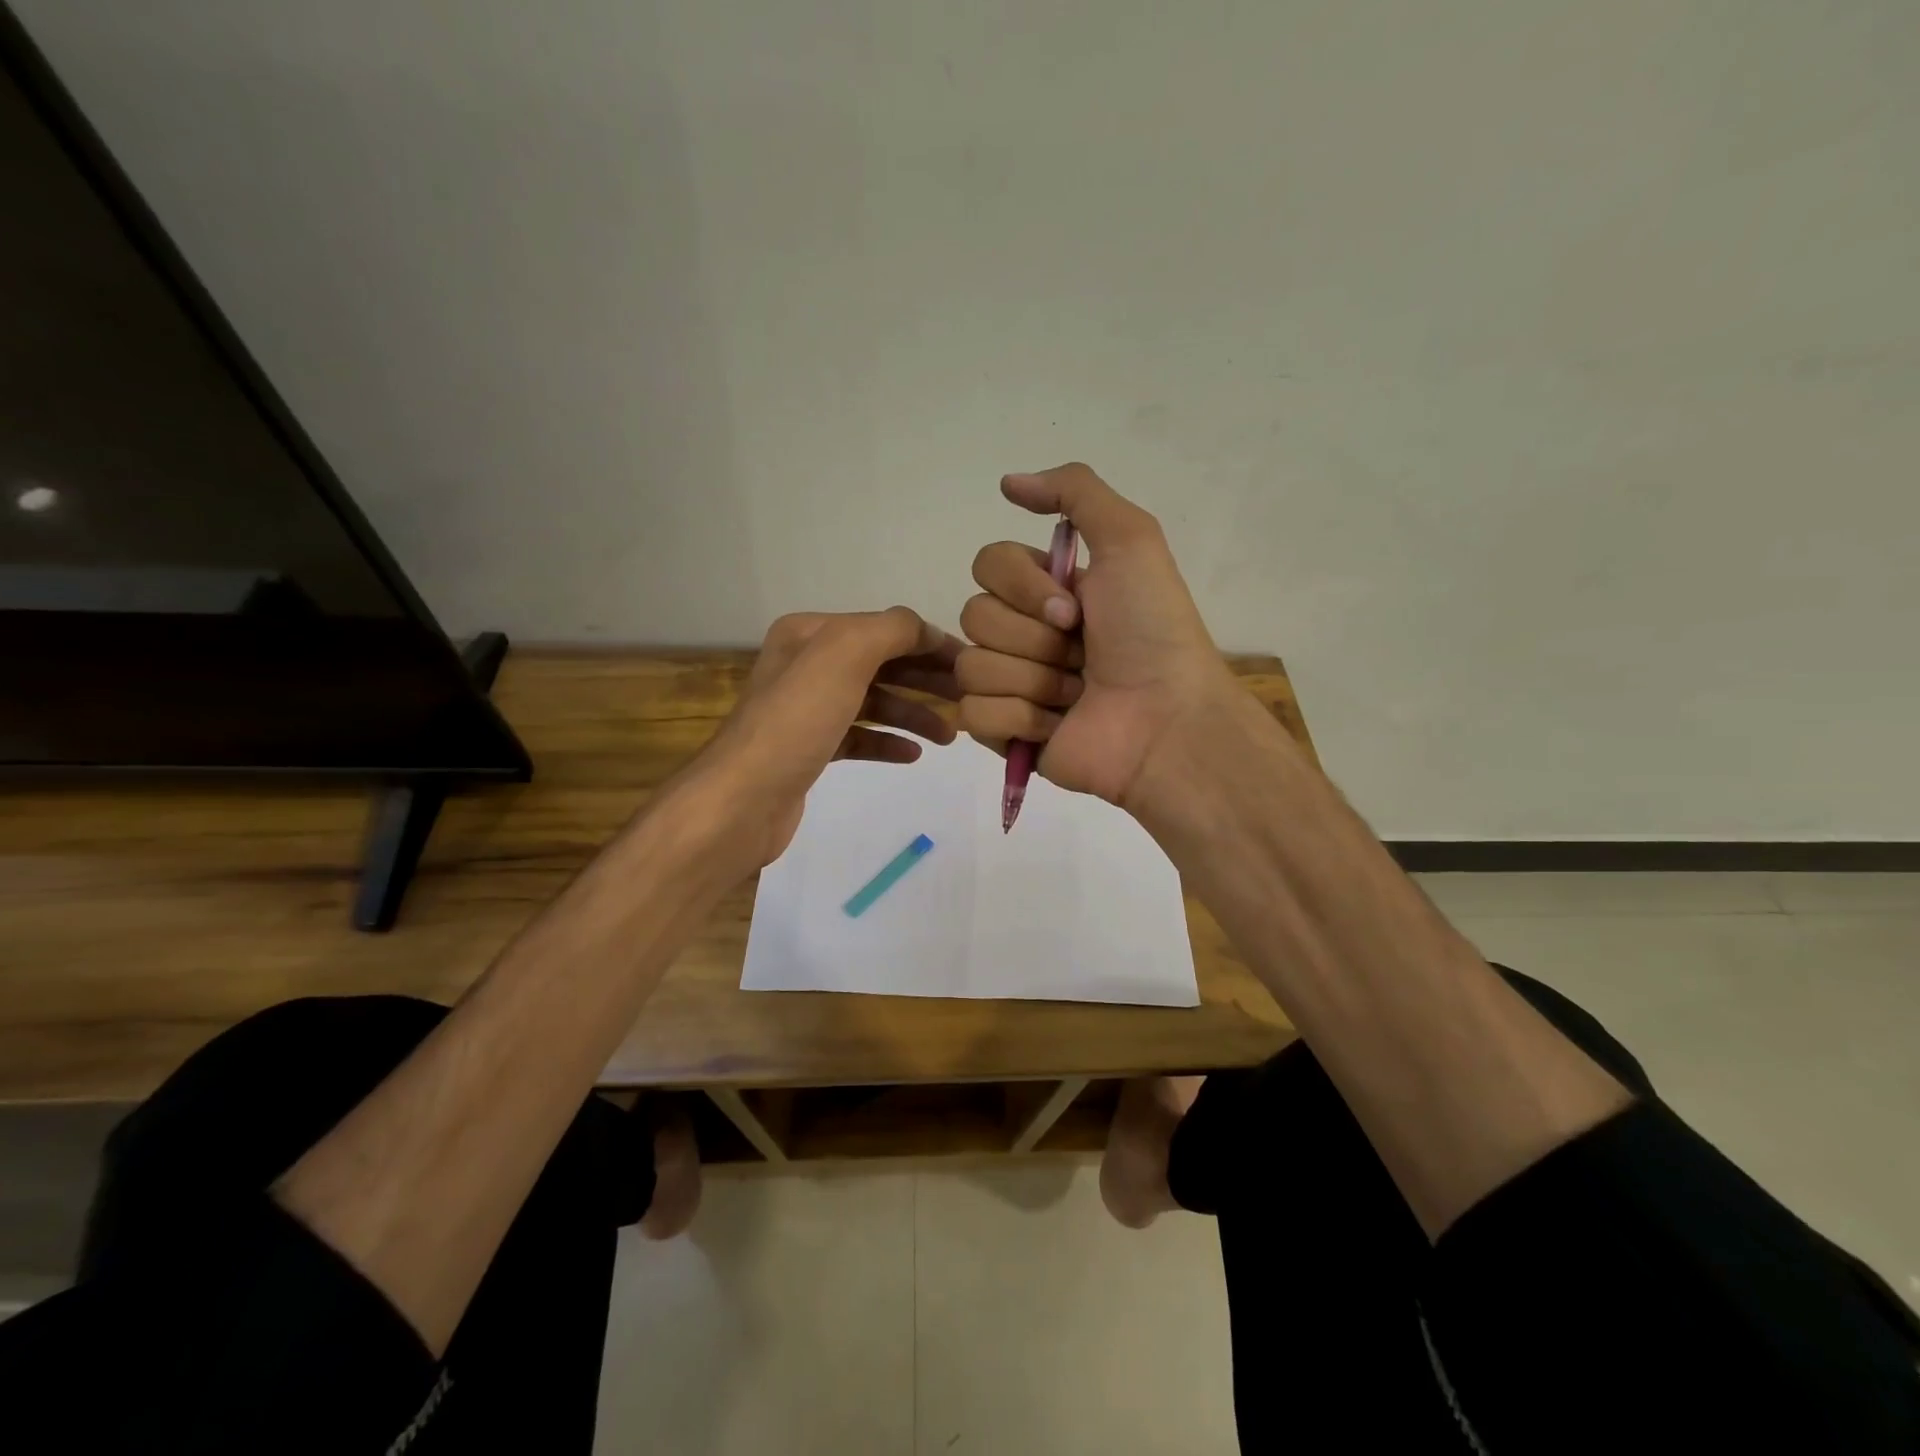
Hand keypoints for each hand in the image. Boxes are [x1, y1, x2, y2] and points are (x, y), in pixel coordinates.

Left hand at [692, 607, 960, 869]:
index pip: (884, 628)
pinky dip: (887, 742)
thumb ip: (892, 629)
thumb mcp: (845, 654)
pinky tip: (913, 754)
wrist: (744, 798)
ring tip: (951, 736)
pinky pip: (859, 737)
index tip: (972, 666)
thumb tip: (924, 631)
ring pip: (873, 703)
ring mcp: (806, 710)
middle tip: (968, 699)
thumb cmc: (797, 719)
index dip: (929, 644)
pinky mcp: (809, 750)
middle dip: (926, 680)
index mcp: (810, 634)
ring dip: (913, 714)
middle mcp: (806, 665)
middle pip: (881, 665)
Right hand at [957, 463, 1241, 813]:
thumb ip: (1075, 493)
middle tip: (1080, 656)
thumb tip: (1007, 482)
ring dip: (1032, 679)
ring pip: (971, 666)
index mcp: (1046, 590)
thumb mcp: (1131, 540)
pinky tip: (1057, 725)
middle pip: (974, 615)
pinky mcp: (1003, 733)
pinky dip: (1020, 718)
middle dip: (1033, 638)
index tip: (1074, 610)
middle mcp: (1024, 633)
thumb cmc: (1152, 632)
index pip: (988, 564)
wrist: (1166, 721)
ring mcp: (1010, 685)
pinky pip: (973, 713)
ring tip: (1075, 695)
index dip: (1024, 586)